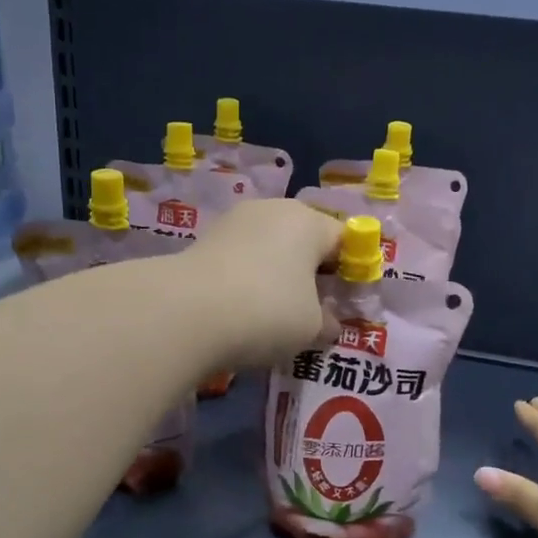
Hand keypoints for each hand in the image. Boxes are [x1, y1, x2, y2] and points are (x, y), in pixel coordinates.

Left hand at [182, 200, 342, 369]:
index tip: (347, 302)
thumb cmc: (267, 312)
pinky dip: (247, 280)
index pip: (344, 239)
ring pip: (269, 249)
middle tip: (314, 310)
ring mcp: (233, 222)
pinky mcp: (203, 241)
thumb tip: (329, 323)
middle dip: (312, 272)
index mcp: (309, 221)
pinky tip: (243, 310)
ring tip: (275, 314)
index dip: (352, 270)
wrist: (185, 313)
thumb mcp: (311, 327)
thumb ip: (327, 322)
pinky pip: (241, 260)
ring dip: (277, 275)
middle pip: (304, 239)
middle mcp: (272, 210)